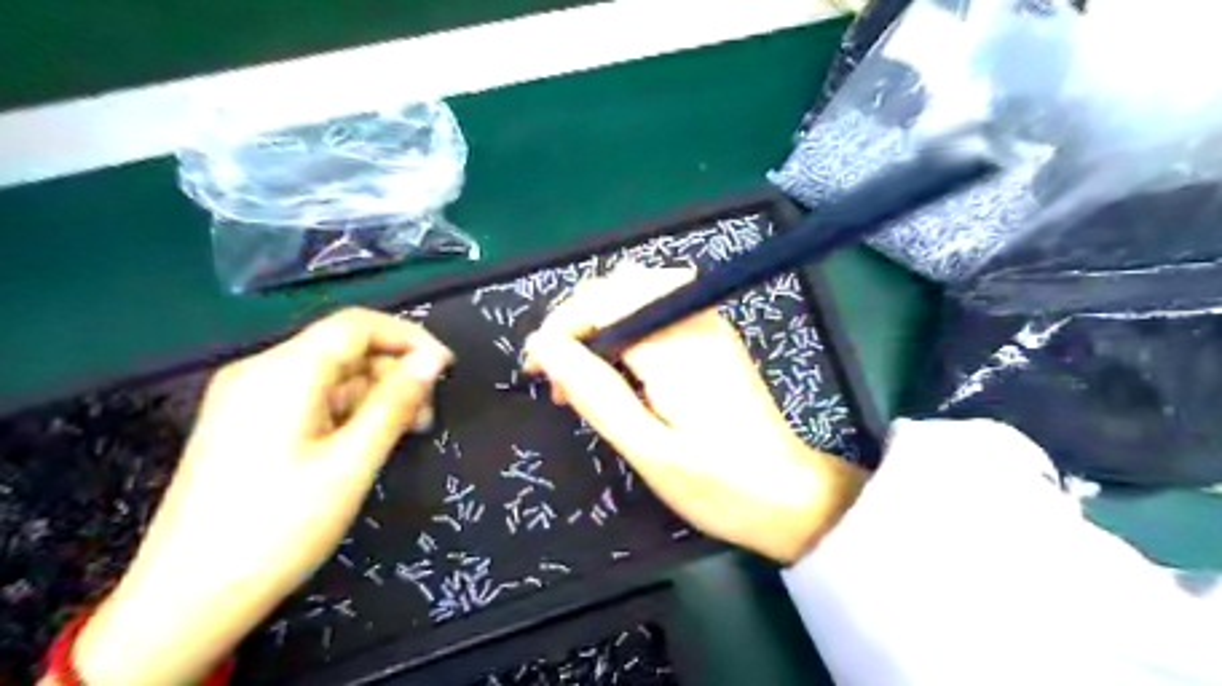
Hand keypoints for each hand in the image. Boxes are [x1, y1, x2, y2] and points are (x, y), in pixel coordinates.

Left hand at [70, 308, 453, 685]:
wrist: (186, 600)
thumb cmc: (278, 528)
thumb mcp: (351, 463)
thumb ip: (396, 403)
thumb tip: (434, 360)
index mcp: (282, 373)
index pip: (357, 326)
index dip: (409, 338)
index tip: (446, 370)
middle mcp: (261, 372)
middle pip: (344, 350)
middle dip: (393, 374)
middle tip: (426, 417)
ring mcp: (249, 398)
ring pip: (331, 376)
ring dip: (374, 397)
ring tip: (403, 435)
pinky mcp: (247, 423)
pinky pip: (310, 399)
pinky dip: (347, 413)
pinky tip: (365, 443)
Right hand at [520, 264, 862, 564]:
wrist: (792, 497)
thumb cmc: (719, 485)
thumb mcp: (648, 449)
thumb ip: (594, 392)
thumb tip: (543, 347)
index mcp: (676, 343)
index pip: (601, 301)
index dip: (559, 328)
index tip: (534, 371)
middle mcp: (694, 317)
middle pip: (618, 286)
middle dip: (577, 323)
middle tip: (560, 379)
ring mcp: (709, 323)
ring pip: (636, 292)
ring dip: (601, 323)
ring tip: (587, 375)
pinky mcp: (715, 336)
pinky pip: (658, 308)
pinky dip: (627, 328)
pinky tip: (623, 369)